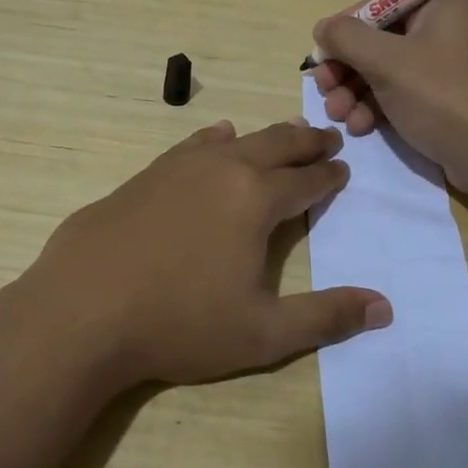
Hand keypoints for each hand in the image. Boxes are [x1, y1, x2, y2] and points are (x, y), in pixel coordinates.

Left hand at [22, 119, 391, 386]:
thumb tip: (385, 307)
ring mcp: (179, 167)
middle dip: (307, 141)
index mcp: (255, 200)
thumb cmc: (179, 323)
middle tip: (328, 137)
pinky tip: (216, 138)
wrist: (82, 309)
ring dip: (266, 137)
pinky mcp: (145, 175)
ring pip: (235, 140)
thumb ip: (325, 317)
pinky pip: (192, 144)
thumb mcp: (262, 333)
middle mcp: (222, 169)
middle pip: (276, 145)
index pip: (305, 181)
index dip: (329, 177)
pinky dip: (214, 139)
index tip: (343, 170)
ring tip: (284, 134)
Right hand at [311, 0, 467, 196]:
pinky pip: (403, 93)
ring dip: (356, 91)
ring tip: (339, 116)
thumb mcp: (388, 62)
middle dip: (347, 67)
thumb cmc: (445, 97)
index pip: (381, 2)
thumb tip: (323, 28)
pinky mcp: (448, 99)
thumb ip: (347, 38)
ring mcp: (449, 66)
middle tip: (323, 89)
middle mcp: (447, 28)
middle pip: (380, 39)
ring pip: (387, 70)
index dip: (346, 28)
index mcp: (442, 4)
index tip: (322, 56)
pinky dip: (378, 106)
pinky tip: (361, 127)